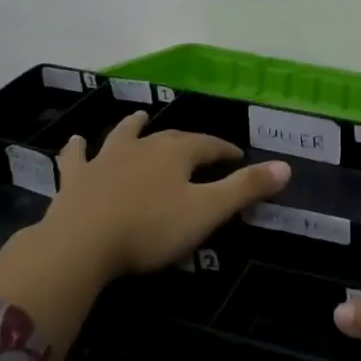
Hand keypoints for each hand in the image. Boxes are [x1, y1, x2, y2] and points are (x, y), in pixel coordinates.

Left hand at [37, 110, 289, 279]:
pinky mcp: (75, 180)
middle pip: (170, 138)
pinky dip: (78, 149)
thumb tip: (285, 166)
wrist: (81, 244)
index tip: (239, 157)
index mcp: (176, 153)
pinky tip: (76, 141)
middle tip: (200, 147)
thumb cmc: (151, 228)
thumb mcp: (207, 211)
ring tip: (140, 116)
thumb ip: (245, 188)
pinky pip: (77, 158)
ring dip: (134, 127)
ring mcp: (105, 160)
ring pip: (123, 136)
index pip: (209, 145)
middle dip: (189, 142)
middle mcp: (142, 147)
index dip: (226, 151)